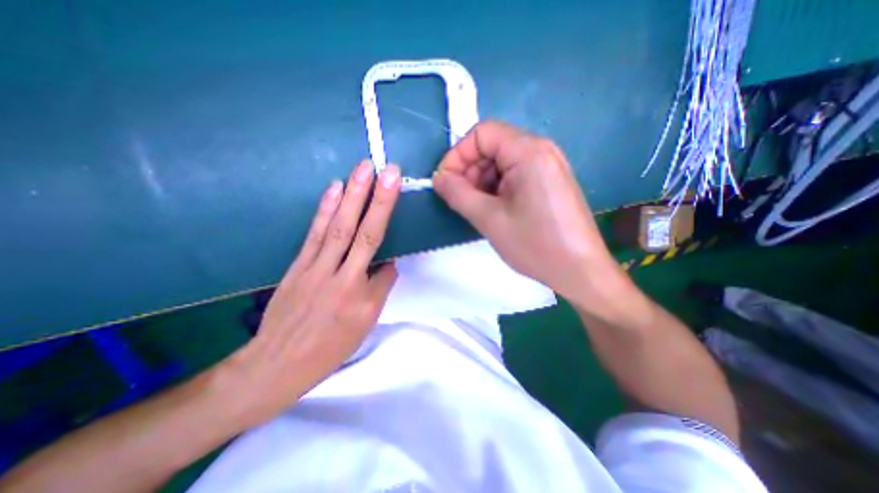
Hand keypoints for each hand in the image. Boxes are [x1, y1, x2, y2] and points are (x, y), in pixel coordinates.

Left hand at [221, 160, 401, 422]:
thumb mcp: (365, 323)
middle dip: (376, 198)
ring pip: (337, 227)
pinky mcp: (298, 265)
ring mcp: (315, 267)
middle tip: (386, 169)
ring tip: (362, 169)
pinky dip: (325, 209)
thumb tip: (387, 263)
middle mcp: (340, 275)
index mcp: (360, 294)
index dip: (387, 217)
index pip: (381, 254)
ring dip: (351, 195)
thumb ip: (380, 288)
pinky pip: (315, 233)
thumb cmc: (331, 346)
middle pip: (362, 232)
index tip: (395, 187)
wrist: (278, 363)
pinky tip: (334, 189)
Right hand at [433, 122, 616, 302]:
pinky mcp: (548, 182)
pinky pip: (514, 175)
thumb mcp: (489, 219)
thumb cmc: (535, 244)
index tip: (445, 182)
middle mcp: (541, 150)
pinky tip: (495, 210)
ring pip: (501, 163)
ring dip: (481, 182)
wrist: (580, 271)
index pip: (482, 133)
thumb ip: (458, 194)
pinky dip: (497, 188)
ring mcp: (547, 166)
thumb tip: (438, 178)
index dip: (457, 155)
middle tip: (461, 200)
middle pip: (492, 146)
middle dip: (469, 171)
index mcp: (528, 151)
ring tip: (478, 209)